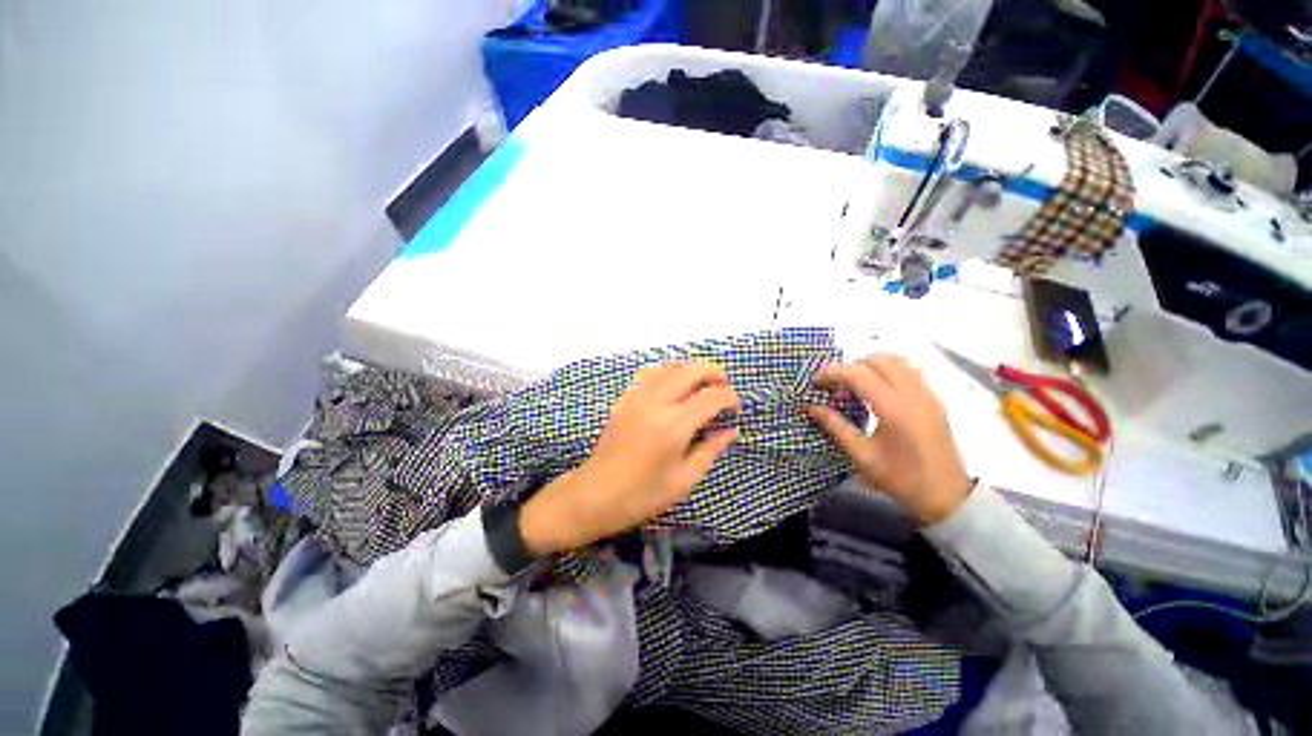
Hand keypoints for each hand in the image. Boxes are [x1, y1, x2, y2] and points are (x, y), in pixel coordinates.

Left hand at [519, 364, 740, 554]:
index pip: (710, 397)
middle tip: (724, 386)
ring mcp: (636, 398)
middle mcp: (655, 403)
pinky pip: (649, 374)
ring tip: (702, 385)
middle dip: (713, 373)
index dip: (729, 397)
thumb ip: (710, 450)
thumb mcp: (684, 480)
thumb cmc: (643, 495)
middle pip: (690, 371)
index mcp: (674, 426)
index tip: (735, 407)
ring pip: (669, 367)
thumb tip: (732, 431)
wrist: (595, 494)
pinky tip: (673, 387)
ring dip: (690, 370)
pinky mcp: (624, 399)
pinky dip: (668, 373)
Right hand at [806, 354, 971, 524]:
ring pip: (896, 360)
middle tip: (835, 384)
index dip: (832, 372)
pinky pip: (909, 370)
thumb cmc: (901, 479)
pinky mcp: (934, 399)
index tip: (815, 381)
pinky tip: (877, 389)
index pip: (858, 374)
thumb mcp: (862, 456)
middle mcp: (912, 394)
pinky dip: (888, 370)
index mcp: (893, 409)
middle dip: (850, 366)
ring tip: (854, 384)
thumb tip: (811, 407)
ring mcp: (927, 394)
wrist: (947, 496)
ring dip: (870, 365)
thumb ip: (835, 427)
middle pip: (878, 360)